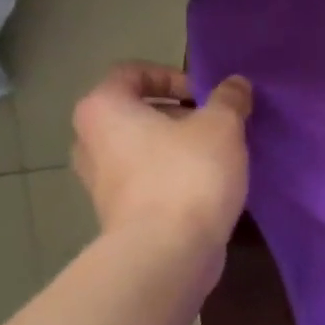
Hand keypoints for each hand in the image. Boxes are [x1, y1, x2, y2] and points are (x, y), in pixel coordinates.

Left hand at [70, 63, 251, 254]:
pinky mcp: (118, 214)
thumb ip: (229, 99)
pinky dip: (173, 178)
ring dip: (177, 148)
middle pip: (136, 114)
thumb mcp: (222, 126)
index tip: (206, 96)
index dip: (173, 76)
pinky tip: (208, 189)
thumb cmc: (188, 174)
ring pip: (142, 150)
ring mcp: (99, 182)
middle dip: (178, 115)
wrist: (167, 251)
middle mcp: (89, 141)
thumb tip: (235, 84)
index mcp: (103, 109)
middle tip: (217, 126)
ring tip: (217, 157)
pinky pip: (147, 181)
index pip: (131, 73)